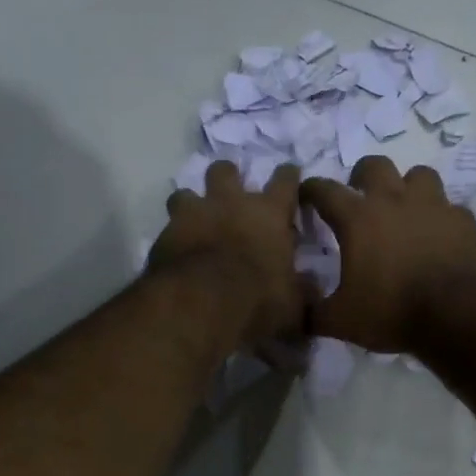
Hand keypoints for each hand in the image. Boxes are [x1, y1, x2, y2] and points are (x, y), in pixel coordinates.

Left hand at [149, 160, 304, 348]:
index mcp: (269, 213)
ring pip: (186, 193)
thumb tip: (311, 285)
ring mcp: (193, 214)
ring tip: (195, 221)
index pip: (285, 180)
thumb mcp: (292, 304)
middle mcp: (230, 203)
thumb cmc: (257, 298)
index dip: (288, 176)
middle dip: (229, 177)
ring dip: (192, 204)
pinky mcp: (164, 234)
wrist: (200, 304)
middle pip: (226, 171)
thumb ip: (302, 291)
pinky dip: (173, 236)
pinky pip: (168, 227)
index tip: (290, 175)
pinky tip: (177, 252)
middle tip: (231, 195)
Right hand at [300, 155, 475, 353]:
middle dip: (362, 176)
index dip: (310, 190)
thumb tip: (297, 311)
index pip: (324, 190)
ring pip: (419, 175)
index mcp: (358, 219)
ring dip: (408, 187)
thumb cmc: (392, 312)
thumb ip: (313, 313)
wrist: (457, 315)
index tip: (305, 195)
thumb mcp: (341, 321)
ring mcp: (434, 205)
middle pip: (374, 165)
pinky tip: (439, 236)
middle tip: (360, 197)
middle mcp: (394, 200)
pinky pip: (449, 208)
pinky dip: (440, 218)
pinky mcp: (463, 220)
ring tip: (405, 209)